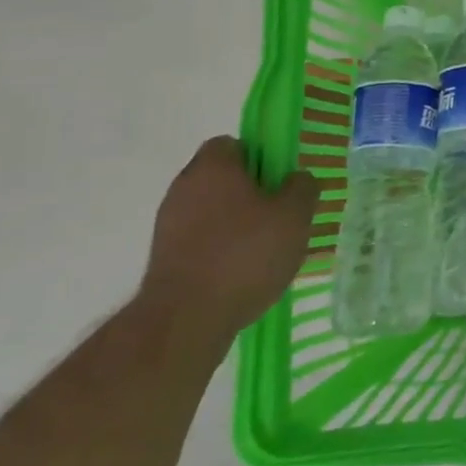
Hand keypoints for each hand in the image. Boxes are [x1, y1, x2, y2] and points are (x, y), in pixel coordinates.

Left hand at [140, 137, 321, 341]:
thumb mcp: (295, 215)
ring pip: (210, 211)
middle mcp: (183, 188)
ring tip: (265, 250)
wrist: (184, 321)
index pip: (232, 143)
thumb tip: (297, 179)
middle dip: (250, 192)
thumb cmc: (244, 254)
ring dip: (234, 223)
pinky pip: (200, 242)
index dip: (259, 156)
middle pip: (221, 178)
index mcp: (213, 167)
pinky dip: (219, 250)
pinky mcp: (163, 260)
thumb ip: (302, 188)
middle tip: (279, 214)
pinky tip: (242, 274)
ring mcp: (167, 226)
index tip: (280, 179)